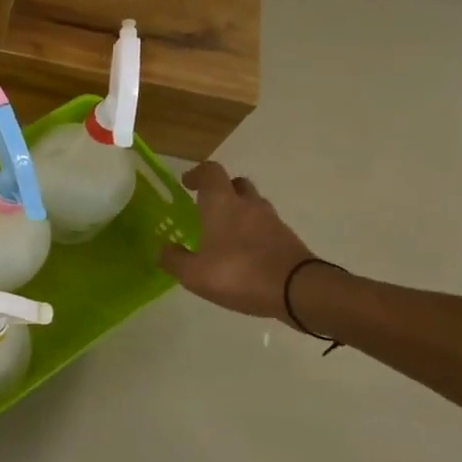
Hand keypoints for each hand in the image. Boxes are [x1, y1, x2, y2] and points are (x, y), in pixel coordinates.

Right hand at [158, 162, 316, 320]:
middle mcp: (248, 204)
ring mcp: (272, 220)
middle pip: (236, 184)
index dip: (197, 174)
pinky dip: (255, 233)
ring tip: (226, 235)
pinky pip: (267, 227)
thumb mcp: (194, 274)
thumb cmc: (239, 273)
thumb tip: (163, 249)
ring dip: (240, 213)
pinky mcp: (288, 239)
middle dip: (222, 191)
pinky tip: (246, 255)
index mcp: (222, 203)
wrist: (299, 291)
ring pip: (253, 205)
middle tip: (208, 208)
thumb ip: (174, 259)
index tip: (187, 184)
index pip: (210, 171)